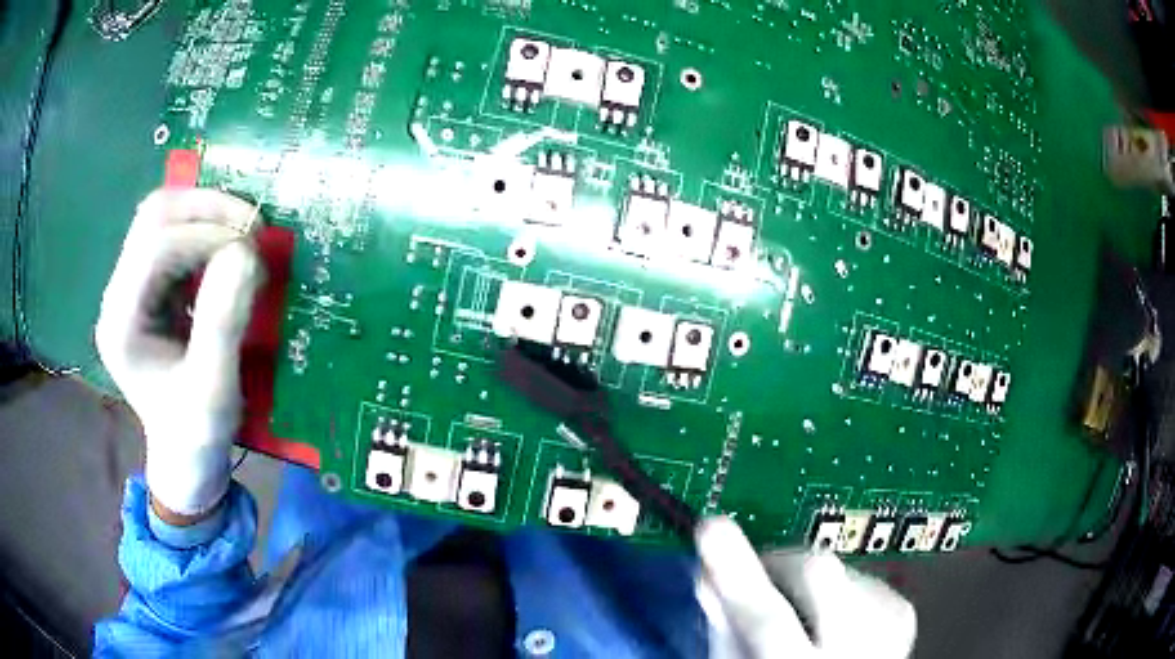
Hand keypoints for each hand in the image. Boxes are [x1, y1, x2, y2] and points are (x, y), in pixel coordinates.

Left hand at [96, 188, 263, 518]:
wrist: (184, 458)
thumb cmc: (196, 435)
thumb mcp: (214, 391)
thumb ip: (223, 323)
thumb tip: (245, 253)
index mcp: (122, 323)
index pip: (156, 247)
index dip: (207, 235)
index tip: (254, 249)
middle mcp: (118, 295)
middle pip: (154, 216)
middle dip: (206, 209)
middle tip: (253, 227)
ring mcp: (129, 287)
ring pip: (162, 215)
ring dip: (206, 212)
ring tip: (245, 232)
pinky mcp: (146, 286)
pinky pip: (173, 232)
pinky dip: (205, 227)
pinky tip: (228, 246)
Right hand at [695, 517, 916, 658]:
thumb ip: (726, 632)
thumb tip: (708, 577)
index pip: (768, 618)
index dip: (737, 571)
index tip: (712, 528)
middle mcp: (858, 649)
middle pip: (822, 575)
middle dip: (779, 564)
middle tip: (756, 577)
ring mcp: (889, 628)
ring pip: (838, 567)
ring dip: (807, 582)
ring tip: (796, 614)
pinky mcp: (901, 612)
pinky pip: (859, 576)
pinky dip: (835, 587)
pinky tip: (829, 617)